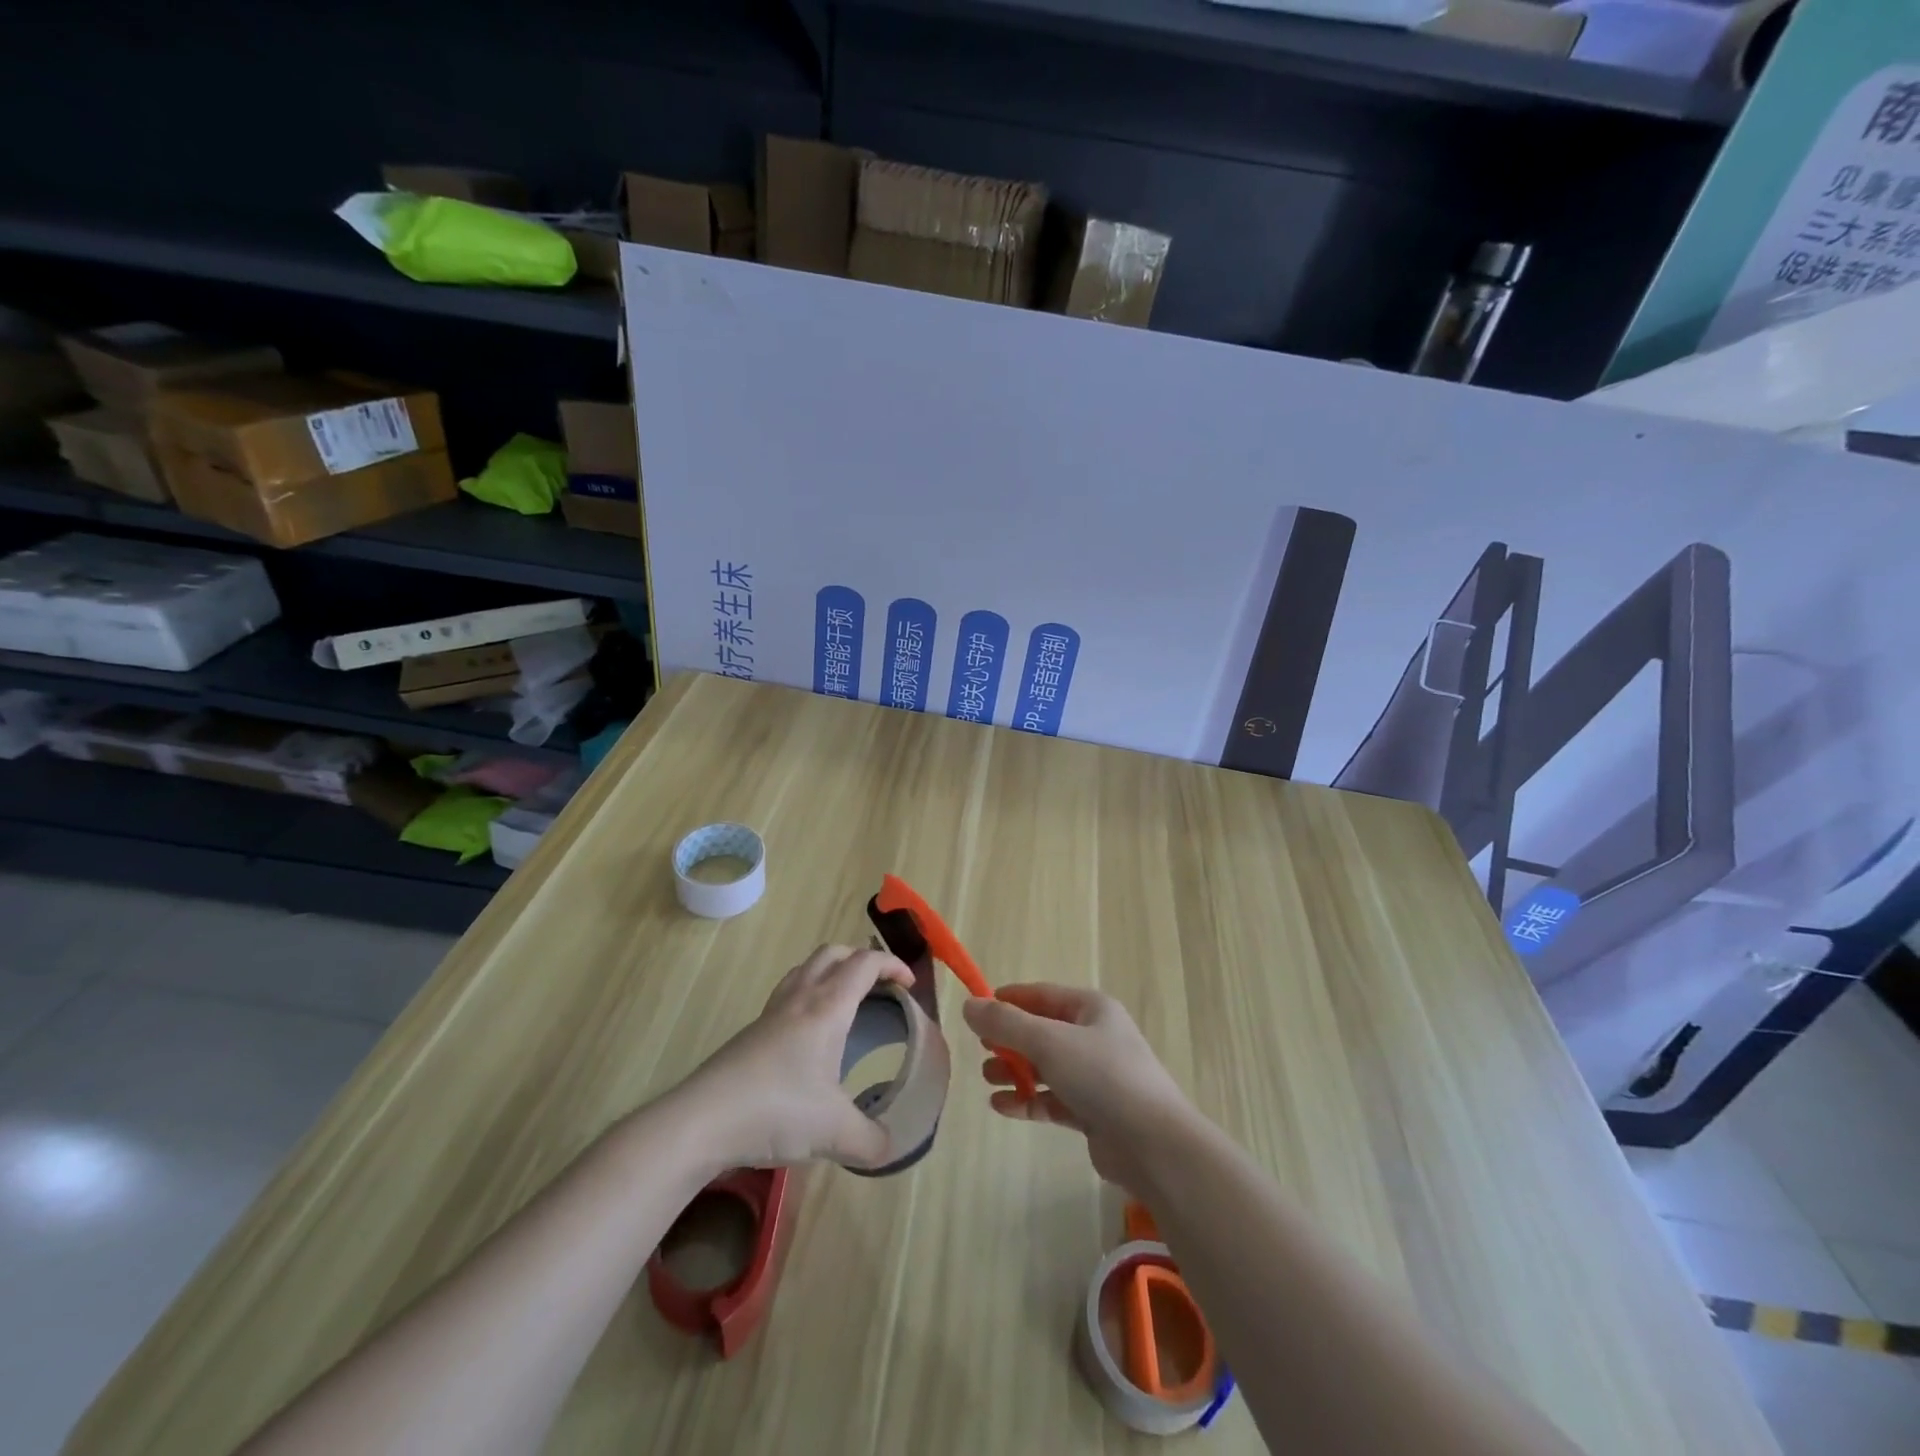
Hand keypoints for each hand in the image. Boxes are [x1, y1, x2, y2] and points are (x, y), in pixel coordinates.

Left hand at [677, 944, 911, 1170]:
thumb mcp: (835, 1133)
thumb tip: (892, 1148)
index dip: (892, 965)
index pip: (865, 964)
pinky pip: (788, 991)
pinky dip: (809, 993)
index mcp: (828, 1007)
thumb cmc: (776, 1110)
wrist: (702, 1120)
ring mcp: (772, 1012)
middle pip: (834, 953)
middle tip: (880, 987)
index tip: (909, 985)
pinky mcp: (752, 1030)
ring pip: (807, 968)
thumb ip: (871, 1141)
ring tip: (847, 1001)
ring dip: (832, 971)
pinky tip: (810, 1033)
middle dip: (862, 960)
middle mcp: (801, 998)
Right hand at [962, 984, 1195, 1192]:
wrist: (1153, 1144)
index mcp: (1092, 1008)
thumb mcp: (1048, 1042)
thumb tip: (968, 1005)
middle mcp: (1095, 1037)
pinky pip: (1053, 1099)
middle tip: (981, 1050)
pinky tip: (1002, 1106)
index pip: (1042, 995)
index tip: (977, 1010)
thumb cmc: (1102, 1077)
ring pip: (1046, 1067)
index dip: (1009, 1000)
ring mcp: (1096, 1076)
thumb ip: (1006, 1024)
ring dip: (1016, 1071)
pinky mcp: (1094, 1112)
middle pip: (1042, 1031)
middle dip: (1010, 1040)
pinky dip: (1028, 1100)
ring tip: (988, 1079)